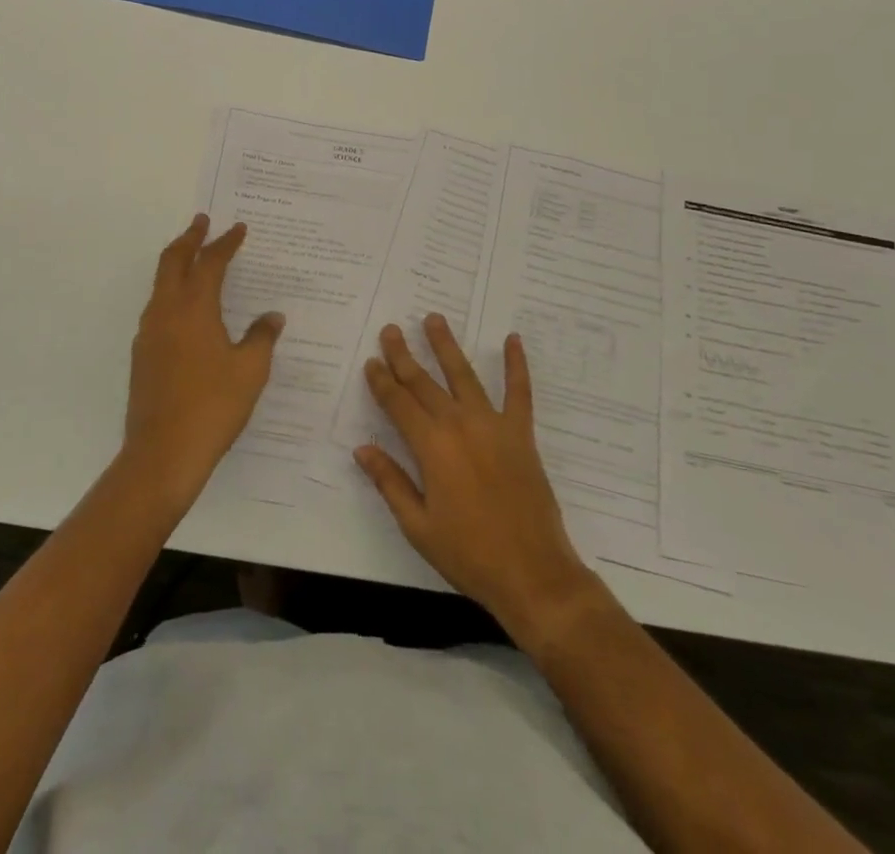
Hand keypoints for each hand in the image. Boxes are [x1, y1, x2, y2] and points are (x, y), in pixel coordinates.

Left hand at [122, 215, 284, 509]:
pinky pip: (157, 308)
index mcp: (194, 309)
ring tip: (194, 258)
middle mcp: (166, 312)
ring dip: (176, 263)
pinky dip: (171, 292)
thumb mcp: (250, 371)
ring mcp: (149, 333)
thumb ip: (261, 337)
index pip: (210, 263)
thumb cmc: (213, 406)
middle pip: (173, 261)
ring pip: (160, 284)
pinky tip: (187, 309)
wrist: (162, 453)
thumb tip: (272, 317)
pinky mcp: (142, 354)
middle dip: (189, 238)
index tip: (238, 228)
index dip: (225, 243)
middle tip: (202, 221)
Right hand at [354, 316, 599, 643]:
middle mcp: (459, 425)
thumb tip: (362, 449)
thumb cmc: (468, 554)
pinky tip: (513, 339)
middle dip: (404, 355)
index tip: (371, 361)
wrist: (532, 574)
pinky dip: (516, 364)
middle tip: (391, 329)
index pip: (398, 404)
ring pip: (464, 375)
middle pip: (424, 383)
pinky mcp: (521, 433)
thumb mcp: (418, 525)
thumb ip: (390, 482)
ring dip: (446, 346)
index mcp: (431, 447)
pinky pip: (519, 391)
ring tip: (434, 319)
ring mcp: (493, 425)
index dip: (382, 381)